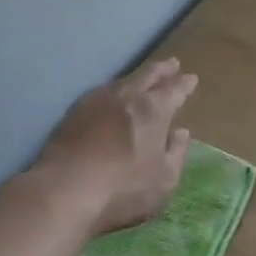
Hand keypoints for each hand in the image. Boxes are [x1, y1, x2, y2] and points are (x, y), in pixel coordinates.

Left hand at [35, 58, 197, 236]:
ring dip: (138, 77)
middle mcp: (127, 96)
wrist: (64, 191)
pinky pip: (102, 91)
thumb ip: (176, 153)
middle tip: (172, 64)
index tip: (191, 78)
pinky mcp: (74, 112)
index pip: (174, 89)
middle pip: (148, 75)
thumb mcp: (164, 179)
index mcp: (154, 109)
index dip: (184, 84)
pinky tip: (112, 96)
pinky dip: (115, 89)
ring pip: (123, 80)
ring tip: (143, 77)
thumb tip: (180, 132)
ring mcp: (97, 100)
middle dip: (162, 69)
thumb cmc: (123, 188)